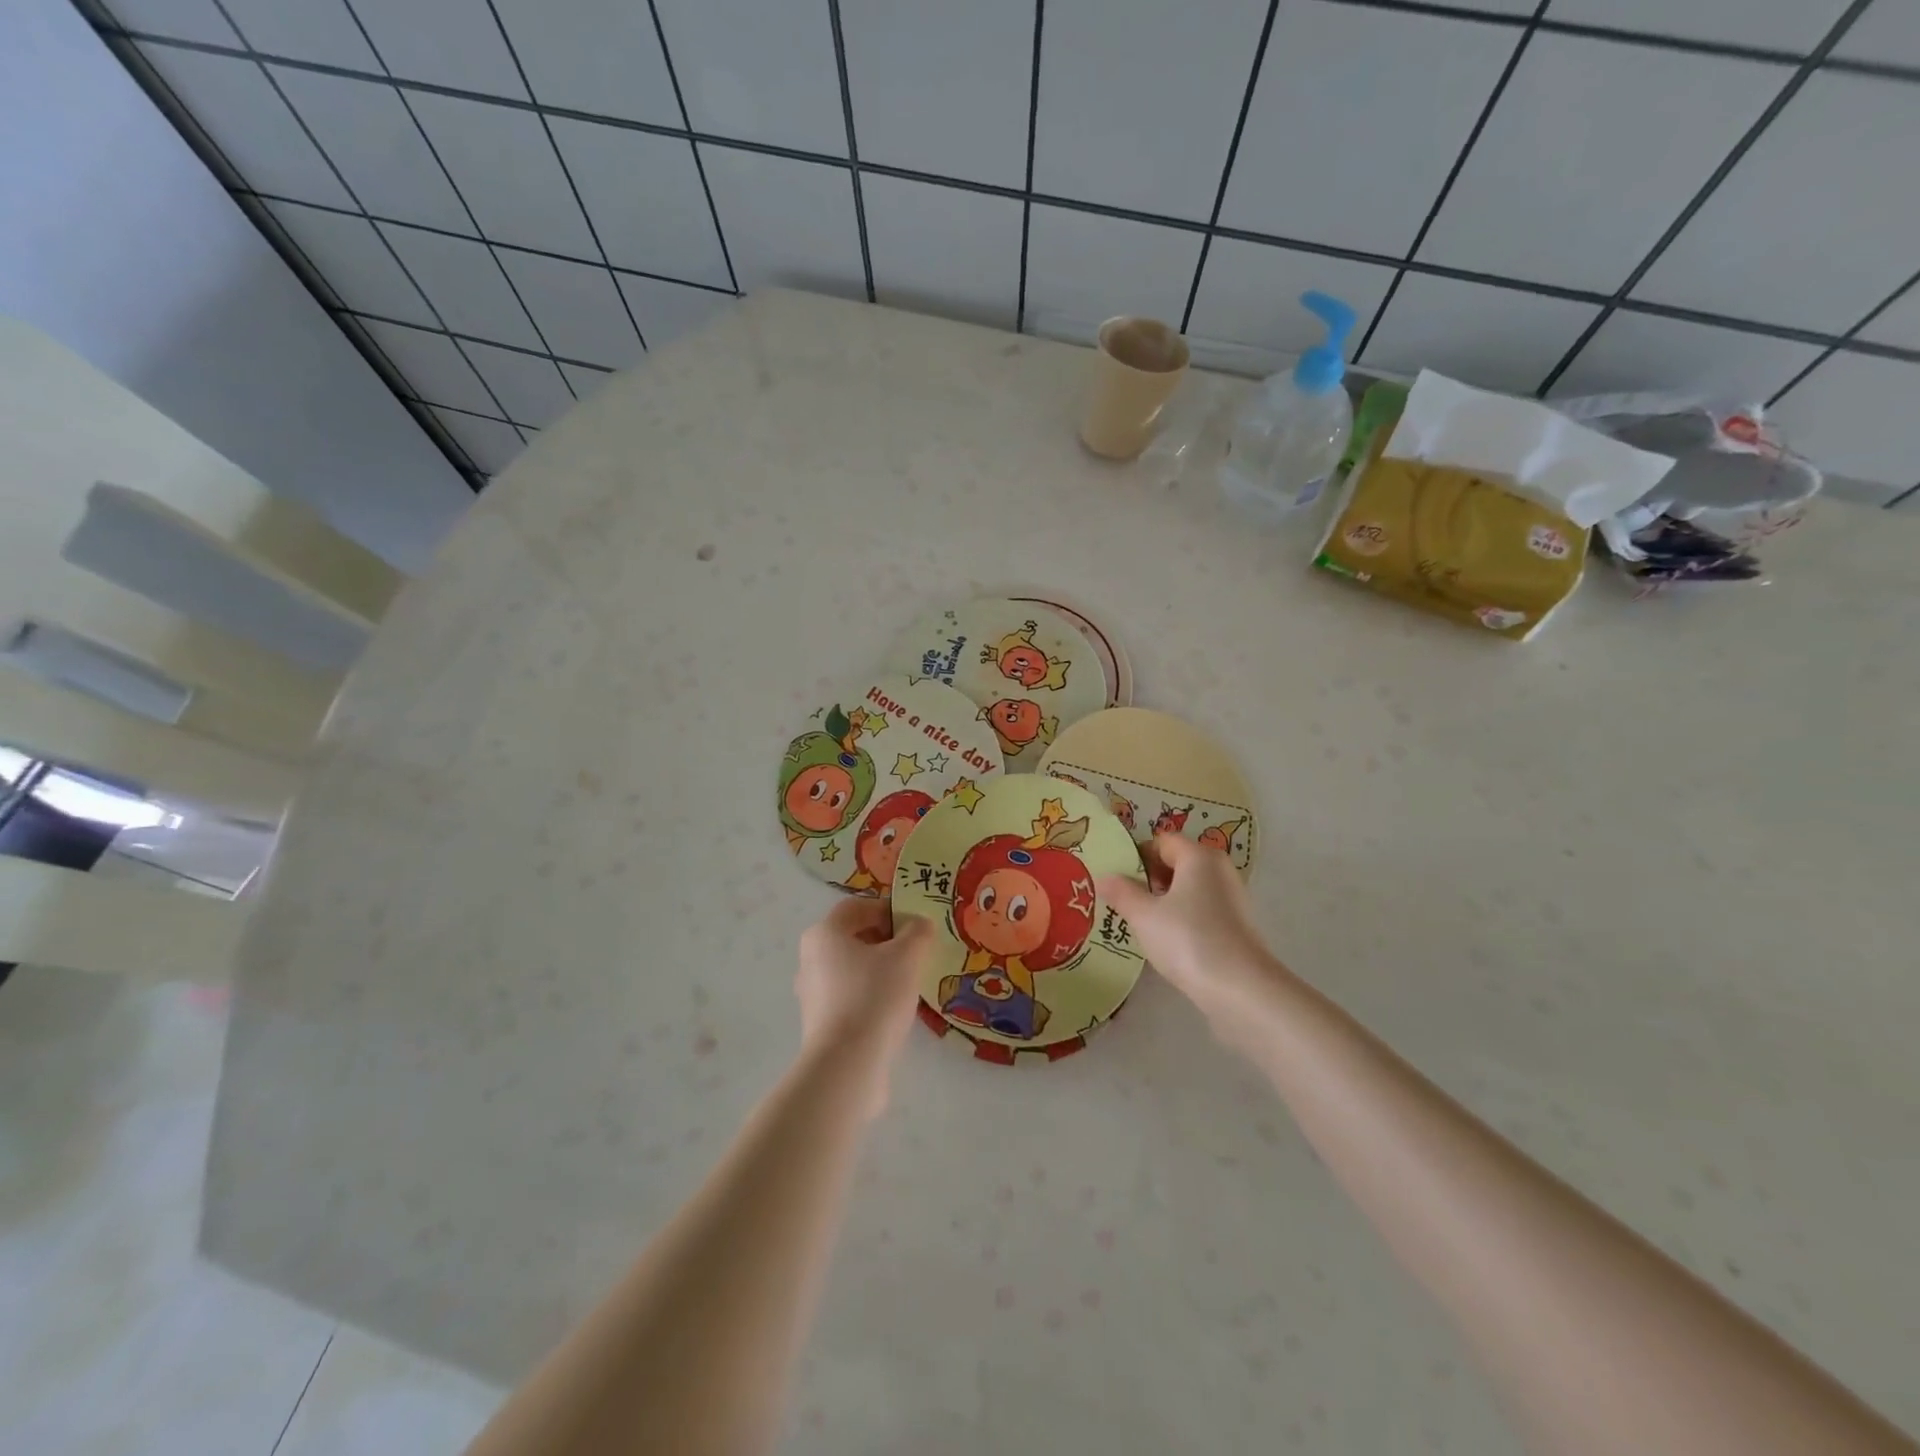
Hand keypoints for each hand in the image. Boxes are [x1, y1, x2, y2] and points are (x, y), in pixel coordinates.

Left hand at [795, 899, 934, 1108]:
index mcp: (824, 934)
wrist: (847, 1066)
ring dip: (880, 969)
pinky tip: (893, 1010)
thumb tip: (920, 924)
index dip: (887, 909)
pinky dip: (871, 994)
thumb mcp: (907, 956)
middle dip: (887, 940)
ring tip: (909, 982)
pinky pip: (850, 996)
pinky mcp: (821, 1023)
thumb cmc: (874, 996)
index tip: (914, 925)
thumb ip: (917, 932)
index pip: (856, 907)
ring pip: (852, 968)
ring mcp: (812, 994)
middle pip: (853, 937)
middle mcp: (811, 959)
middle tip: (916, 952)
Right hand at [1097, 835, 1288, 1035]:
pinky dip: (1182, 918)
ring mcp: (1232, 899)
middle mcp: (1219, 870)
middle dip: (1148, 878)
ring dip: (1164, 900)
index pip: (1162, 841)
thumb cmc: (1188, 939)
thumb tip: (1103, 877)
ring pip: (1189, 888)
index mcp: (1199, 856)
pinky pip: (1201, 910)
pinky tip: (1166, 940)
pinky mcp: (1236, 926)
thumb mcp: (1144, 915)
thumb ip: (1121, 893)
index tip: (1116, 877)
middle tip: (1123, 900)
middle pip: (1177, 863)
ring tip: (1139, 922)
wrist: (1241, 989)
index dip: (1136, 855)